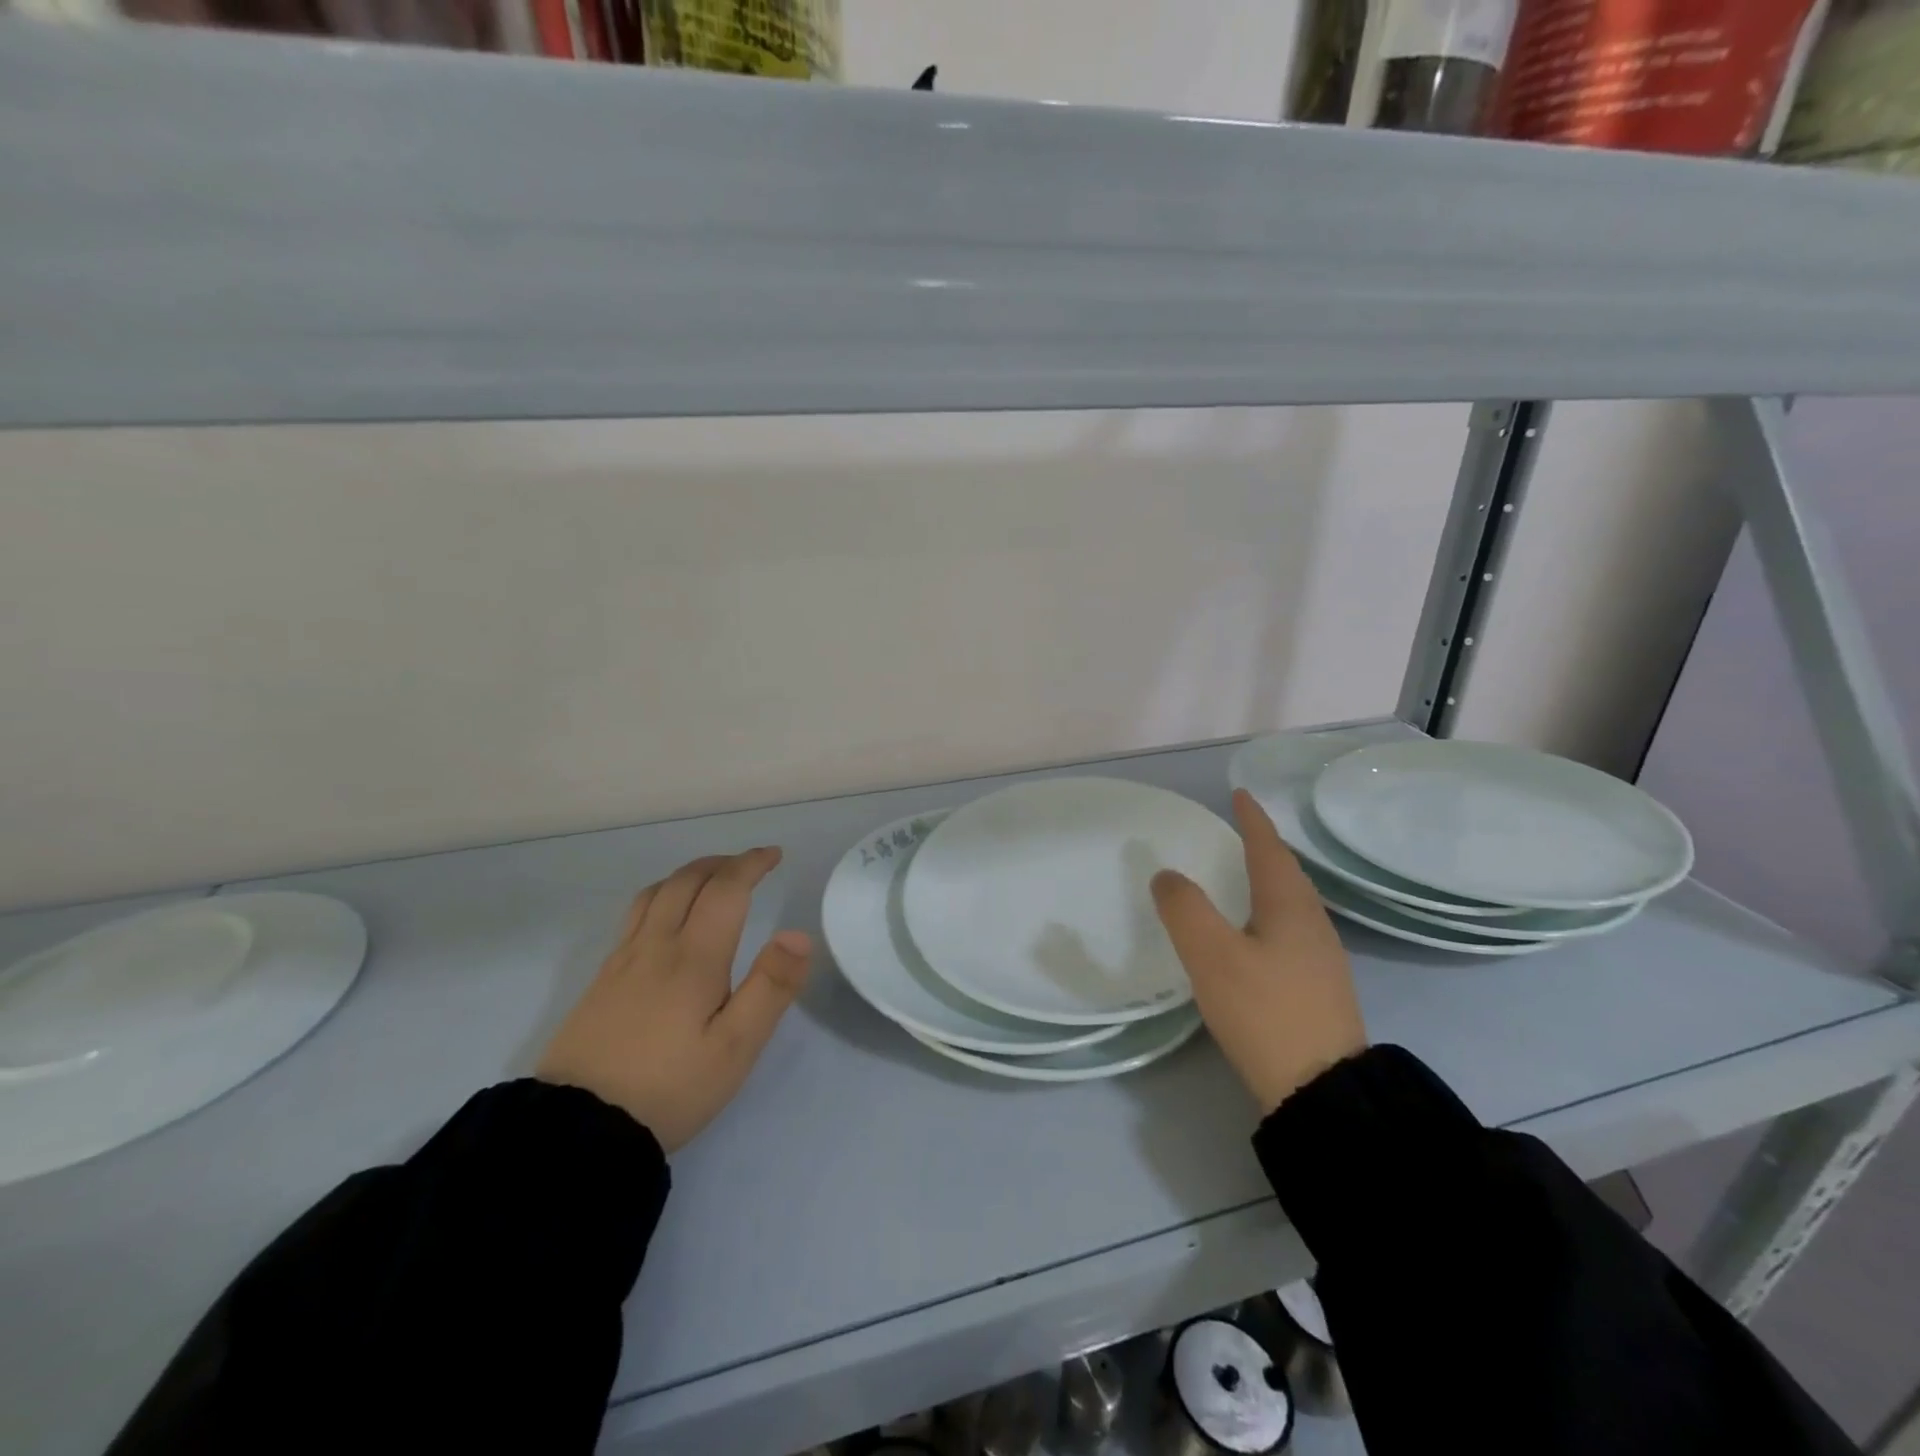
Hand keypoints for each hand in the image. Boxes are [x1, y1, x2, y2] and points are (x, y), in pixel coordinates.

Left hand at [536, 847, 811, 1151]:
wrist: (578, 1128)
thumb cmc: (670, 1088)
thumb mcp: (736, 1047)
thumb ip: (770, 987)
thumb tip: (798, 934)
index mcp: (694, 957)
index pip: (726, 889)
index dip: (751, 864)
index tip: (774, 855)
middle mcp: (656, 945)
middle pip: (687, 880)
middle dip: (723, 863)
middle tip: (750, 864)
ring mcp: (622, 960)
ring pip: (656, 892)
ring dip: (689, 873)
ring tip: (711, 879)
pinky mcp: (601, 979)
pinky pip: (635, 914)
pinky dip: (662, 894)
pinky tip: (665, 916)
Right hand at [1152, 789, 1365, 1114]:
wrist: (1322, 1091)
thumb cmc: (1264, 1011)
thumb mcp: (1212, 955)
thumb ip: (1185, 908)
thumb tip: (1168, 875)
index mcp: (1290, 906)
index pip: (1269, 848)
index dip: (1252, 820)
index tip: (1239, 794)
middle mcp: (1312, 924)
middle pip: (1287, 872)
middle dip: (1262, 847)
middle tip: (1237, 831)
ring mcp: (1321, 958)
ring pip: (1291, 902)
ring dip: (1268, 879)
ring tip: (1243, 875)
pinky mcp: (1318, 987)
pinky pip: (1290, 928)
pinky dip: (1269, 912)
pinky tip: (1255, 933)